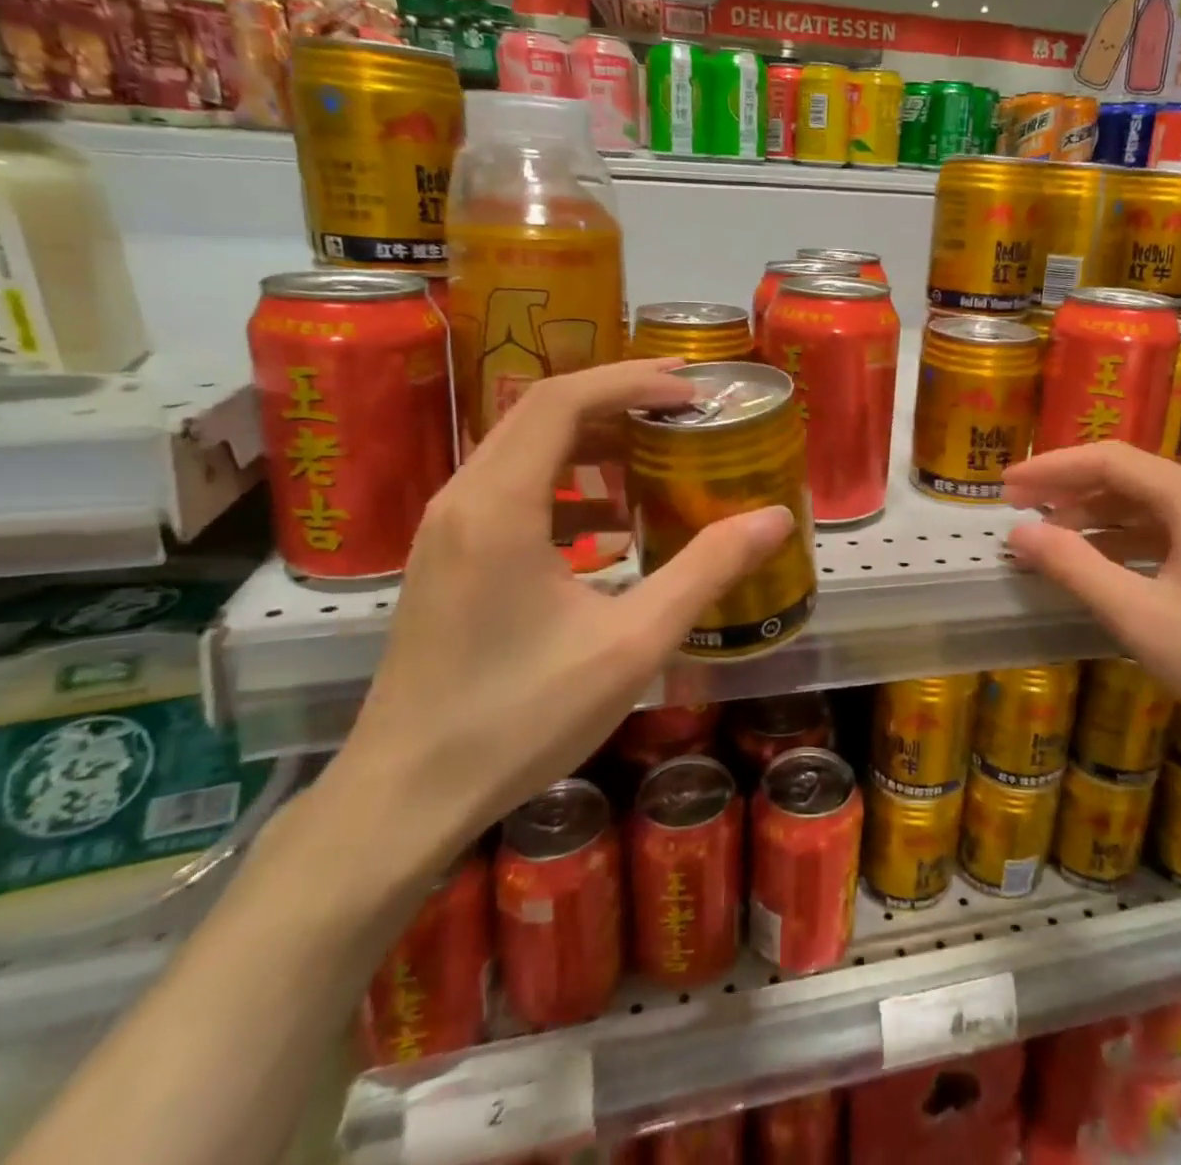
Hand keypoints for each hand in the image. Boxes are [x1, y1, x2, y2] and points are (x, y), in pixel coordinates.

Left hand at [324, 361, 794, 862]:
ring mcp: (446, 530)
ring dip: (592, 444)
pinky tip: (612, 530)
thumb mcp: (633, 643)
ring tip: (656, 462)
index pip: (562, 400)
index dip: (632, 382)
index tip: (693, 395)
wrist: (405, 798)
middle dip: (617, 402)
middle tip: (685, 414)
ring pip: (523, 451)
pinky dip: (568, 489)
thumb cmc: (521, 718)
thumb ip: (707, 571)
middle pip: (540, 414)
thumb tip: (775, 519)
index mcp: (499, 506)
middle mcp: (463, 500)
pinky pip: (512, 492)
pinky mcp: (447, 559)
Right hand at [1002, 442, 1180, 751]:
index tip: (1006, 487)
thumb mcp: (1141, 616)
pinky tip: (1098, 563)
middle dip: (1067, 490)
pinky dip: (1122, 541)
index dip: (1050, 469)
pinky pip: (1163, 532)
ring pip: (1144, 505)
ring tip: (1049, 537)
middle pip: (1125, 476)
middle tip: (1018, 509)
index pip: (1107, 460)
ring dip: (1093, 516)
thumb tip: (1019, 533)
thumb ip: (1076, 568)